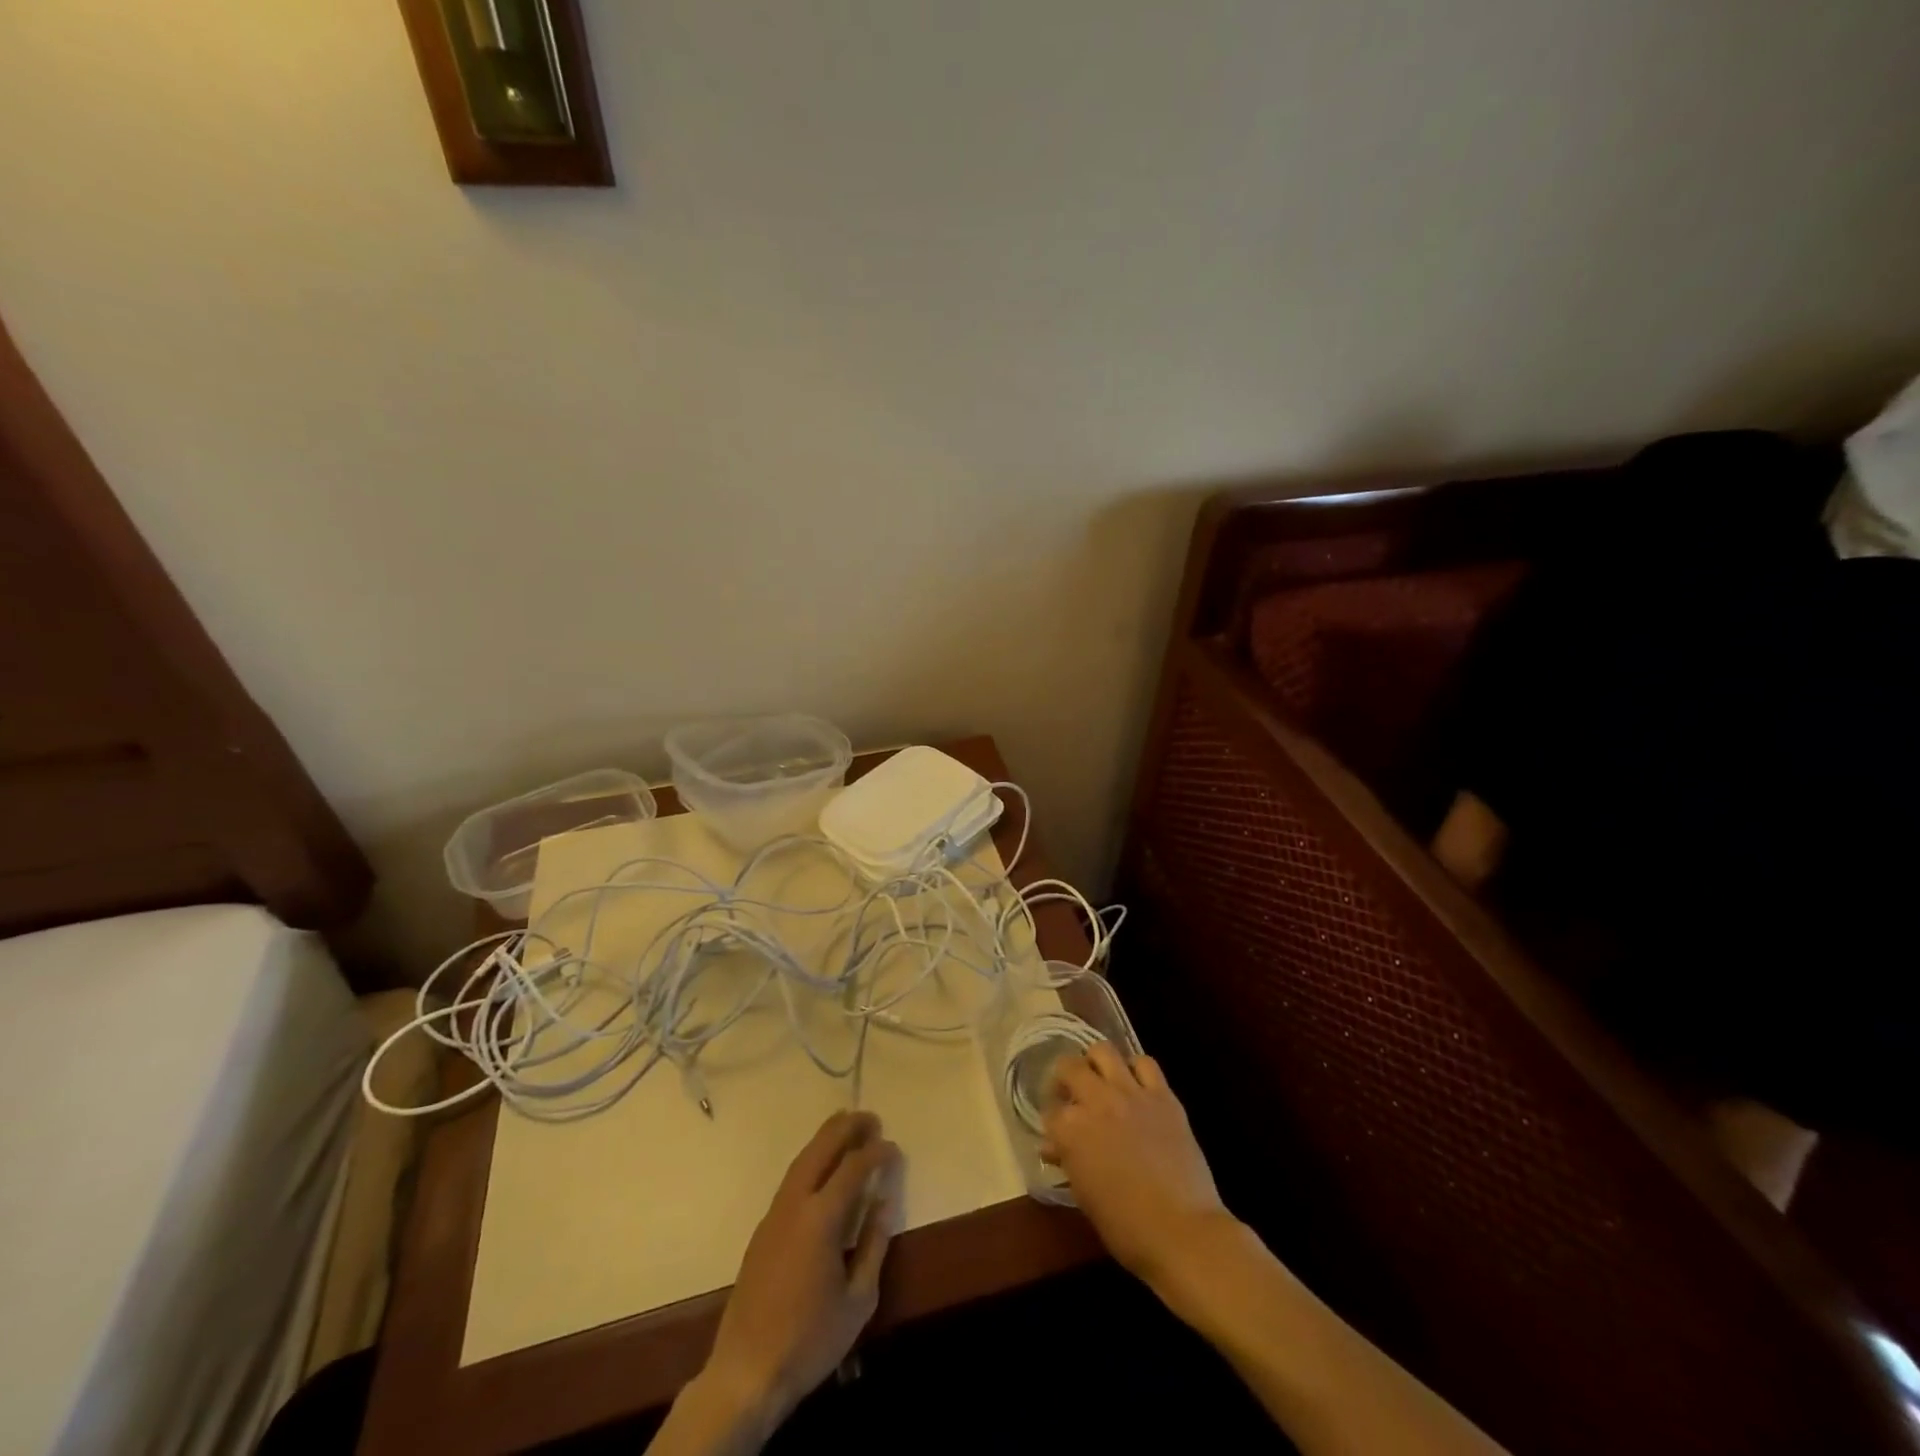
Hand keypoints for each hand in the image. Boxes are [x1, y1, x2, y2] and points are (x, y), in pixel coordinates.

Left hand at [699, 1111, 902, 1426]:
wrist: (747, 1372)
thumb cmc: (811, 1339)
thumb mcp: (858, 1299)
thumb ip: (873, 1244)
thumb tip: (885, 1201)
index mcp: (820, 1218)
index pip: (853, 1168)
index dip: (876, 1153)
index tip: (894, 1148)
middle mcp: (794, 1205)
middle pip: (820, 1150)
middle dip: (846, 1128)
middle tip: (871, 1117)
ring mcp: (774, 1215)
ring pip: (801, 1160)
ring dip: (825, 1139)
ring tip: (847, 1126)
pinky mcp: (762, 1230)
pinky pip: (791, 1179)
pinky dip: (810, 1160)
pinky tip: (822, 1167)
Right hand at [1040, 1043, 1232, 1287]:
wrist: (1183, 1232)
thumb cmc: (1126, 1227)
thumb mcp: (1085, 1197)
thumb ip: (1068, 1161)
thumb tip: (1054, 1147)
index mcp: (1070, 1130)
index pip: (1050, 1112)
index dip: (1052, 1121)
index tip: (1057, 1131)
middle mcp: (1095, 1101)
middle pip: (1069, 1067)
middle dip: (1065, 1077)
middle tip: (1071, 1093)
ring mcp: (1130, 1093)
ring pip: (1104, 1051)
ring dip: (1096, 1062)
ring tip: (1101, 1079)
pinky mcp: (1162, 1095)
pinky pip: (1145, 1063)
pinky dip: (1136, 1068)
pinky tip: (1135, 1084)